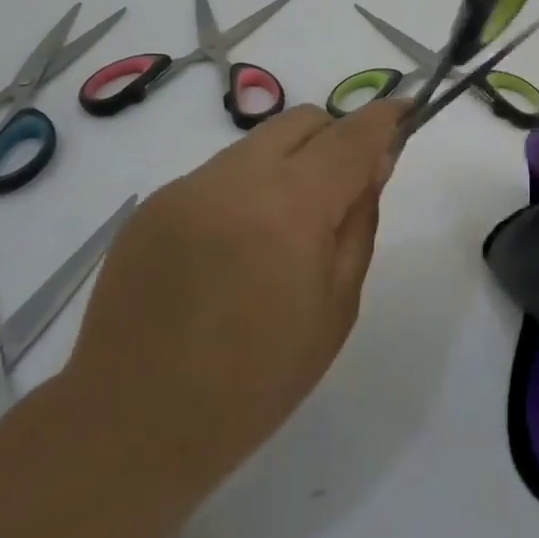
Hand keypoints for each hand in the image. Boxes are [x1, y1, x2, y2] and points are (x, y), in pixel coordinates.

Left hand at [0, 99, 403, 537]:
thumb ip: (359, 221)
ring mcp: (188, 187)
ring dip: (288, 164)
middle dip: (335, 138)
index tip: (406, 110)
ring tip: (281, 229)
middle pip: (304, 121)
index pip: (351, 137)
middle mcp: (236, 178)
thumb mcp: (336, 306)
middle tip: (341, 191)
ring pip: (259, 144)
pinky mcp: (153, 204)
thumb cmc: (256, 381)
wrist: (133, 426)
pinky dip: (245, 189)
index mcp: (291, 206)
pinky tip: (232, 249)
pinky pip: (218, 173)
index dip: (385, 117)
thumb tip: (374, 164)